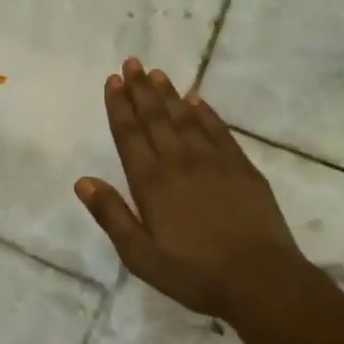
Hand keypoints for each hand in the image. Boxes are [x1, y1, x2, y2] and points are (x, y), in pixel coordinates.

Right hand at [76, 58, 308, 319]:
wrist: (260, 280)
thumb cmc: (194, 273)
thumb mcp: (140, 255)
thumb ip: (112, 215)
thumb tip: (82, 181)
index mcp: (151, 183)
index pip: (130, 135)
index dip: (119, 107)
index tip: (113, 81)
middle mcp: (180, 162)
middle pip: (156, 119)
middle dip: (141, 90)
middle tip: (132, 63)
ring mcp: (214, 162)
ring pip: (186, 119)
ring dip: (169, 95)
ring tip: (156, 73)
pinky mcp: (242, 168)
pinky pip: (219, 131)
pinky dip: (205, 113)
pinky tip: (196, 100)